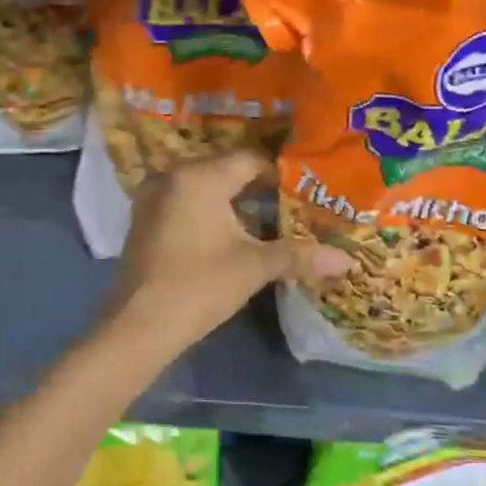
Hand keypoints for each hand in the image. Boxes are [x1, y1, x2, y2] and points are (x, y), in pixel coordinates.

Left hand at [103, 152, 350, 353]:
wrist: (138, 325)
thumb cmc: (199, 287)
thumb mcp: (253, 268)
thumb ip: (299, 256)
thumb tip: (348, 261)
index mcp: (199, 177)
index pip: (249, 160)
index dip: (280, 174)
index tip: (306, 190)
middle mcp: (172, 175)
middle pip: (224, 169)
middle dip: (256, 185)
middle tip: (290, 202)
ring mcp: (152, 196)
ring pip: (202, 186)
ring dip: (231, 199)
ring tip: (264, 217)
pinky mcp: (143, 218)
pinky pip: (183, 201)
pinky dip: (206, 209)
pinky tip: (226, 232)